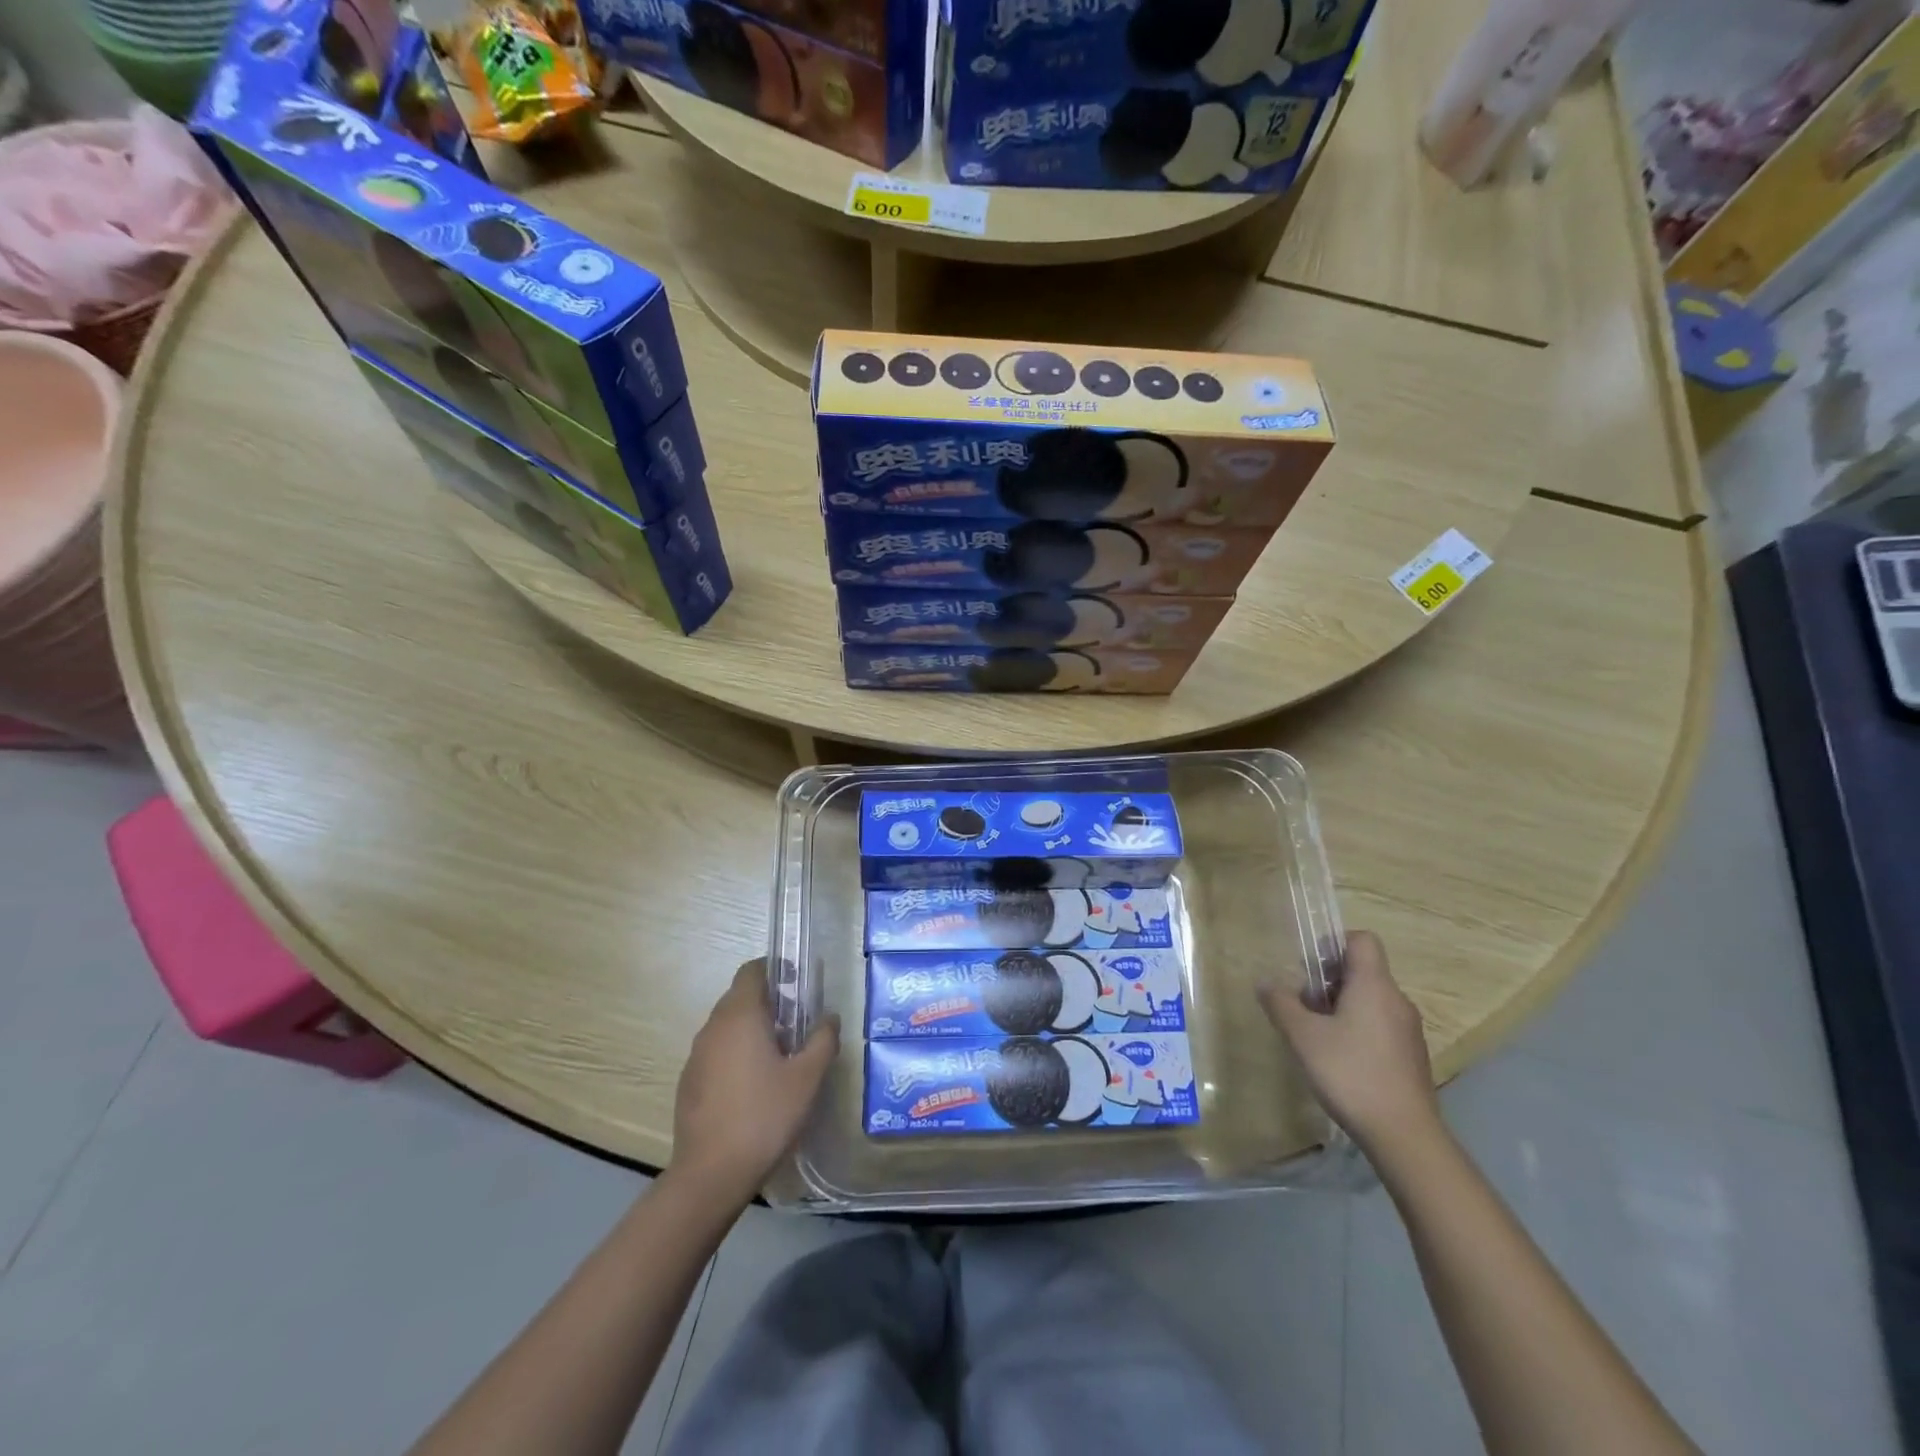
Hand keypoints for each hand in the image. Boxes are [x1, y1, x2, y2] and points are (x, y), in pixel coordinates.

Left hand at [670, 960, 838, 1206]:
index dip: (775, 968)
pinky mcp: (689, 1082)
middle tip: (797, 1021)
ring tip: (780, 1054)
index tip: (798, 982)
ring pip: (727, 1026)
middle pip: (739, 996)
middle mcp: (713, 1027)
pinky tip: (754, 1084)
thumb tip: (829, 1017)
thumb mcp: (807, 1077)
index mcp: (740, 1016)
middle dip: (769, 1001)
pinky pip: (716, 1052)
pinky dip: (736, 1053)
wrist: (711, 1174)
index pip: (752, 971)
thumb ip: (823, 1040)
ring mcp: (696, 1055)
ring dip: (752, 1028)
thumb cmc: (765, 1116)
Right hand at [1258, 931, 1440, 1156]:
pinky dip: (1359, 1030)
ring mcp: (1409, 1030)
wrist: (1404, 1136)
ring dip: (1342, 1007)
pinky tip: (1340, 1059)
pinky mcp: (1412, 1057)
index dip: (1333, 943)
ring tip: (1316, 1033)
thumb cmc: (1350, 1073)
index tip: (1309, 967)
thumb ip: (1281, 1003)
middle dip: (1329, 980)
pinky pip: (1381, 1026)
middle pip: (1363, 971)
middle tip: (1303, 1003)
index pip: (1362, 940)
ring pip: (1371, 1000)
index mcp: (1374, 985)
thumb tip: (1265, 982)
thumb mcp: (1302, 1036)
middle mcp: (1397, 1000)